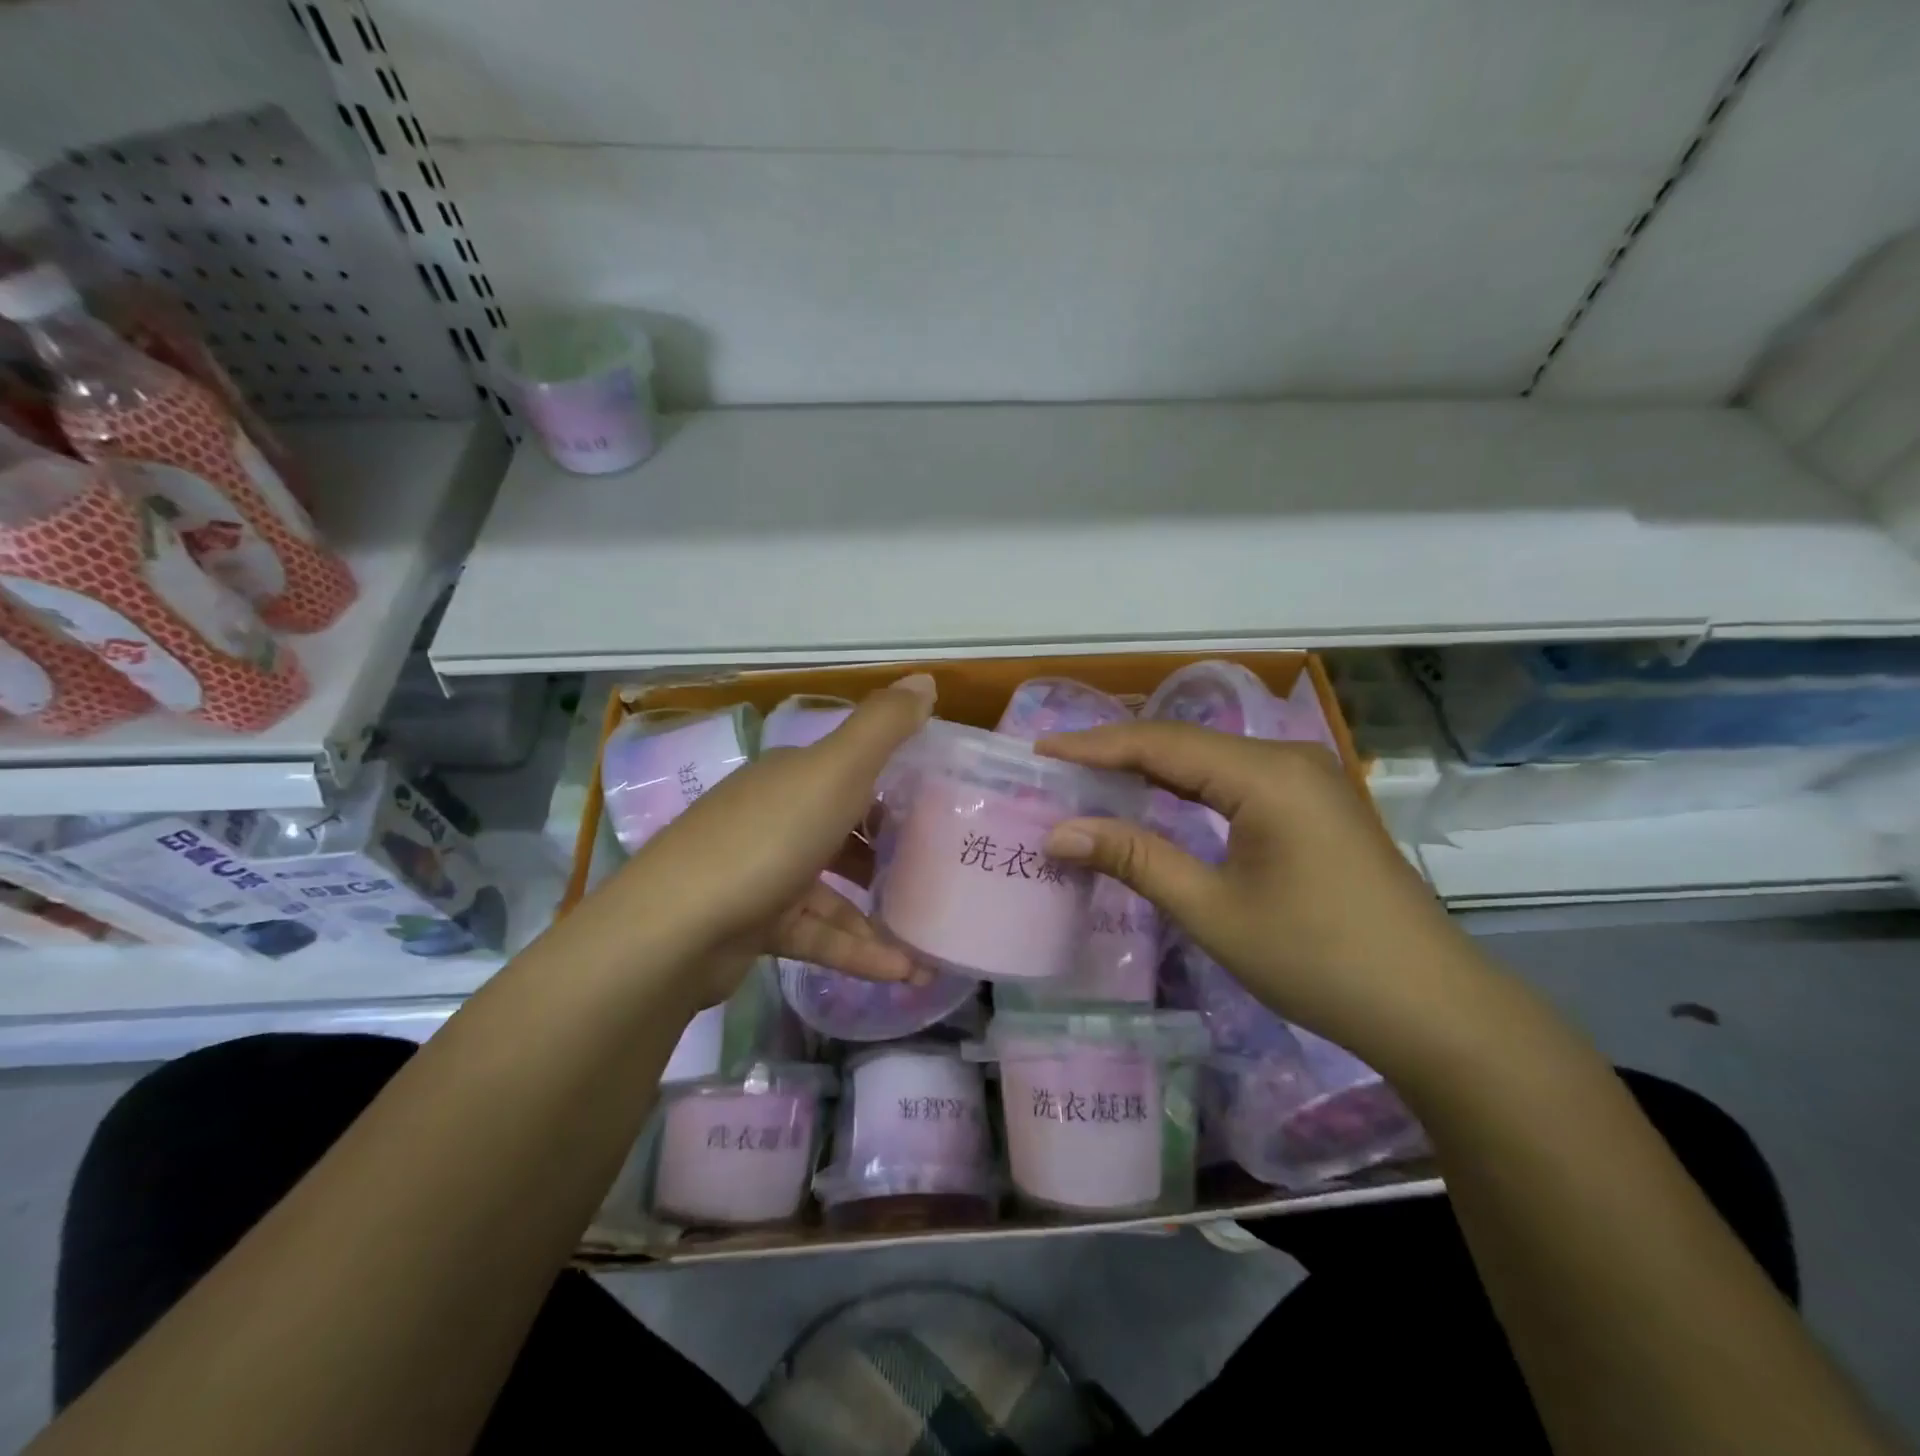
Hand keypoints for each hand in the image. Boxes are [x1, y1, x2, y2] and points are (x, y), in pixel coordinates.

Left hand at [600, 674, 937, 1005]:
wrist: (678, 927)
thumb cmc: (768, 838)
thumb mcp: (836, 770)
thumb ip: (884, 727)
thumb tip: (926, 680)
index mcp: (792, 777)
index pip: (849, 770)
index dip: (894, 783)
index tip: (940, 805)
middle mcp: (775, 818)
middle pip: (842, 830)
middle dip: (888, 851)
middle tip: (939, 870)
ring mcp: (763, 874)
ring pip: (834, 891)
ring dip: (880, 913)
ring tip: (930, 940)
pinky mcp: (756, 925)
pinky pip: (819, 934)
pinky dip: (857, 951)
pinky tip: (902, 972)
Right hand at [1037, 722, 1485, 1058]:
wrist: (1432, 1009)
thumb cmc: (1317, 960)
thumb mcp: (1213, 911)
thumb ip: (1135, 859)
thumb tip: (1060, 832)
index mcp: (1266, 775)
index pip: (1160, 744)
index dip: (1094, 746)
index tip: (1038, 750)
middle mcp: (1288, 760)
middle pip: (1184, 743)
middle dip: (1116, 753)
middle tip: (1054, 767)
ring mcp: (1307, 780)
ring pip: (1209, 759)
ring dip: (1150, 769)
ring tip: (1089, 779)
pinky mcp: (1314, 805)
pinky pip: (1234, 780)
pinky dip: (1187, 787)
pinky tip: (1155, 800)